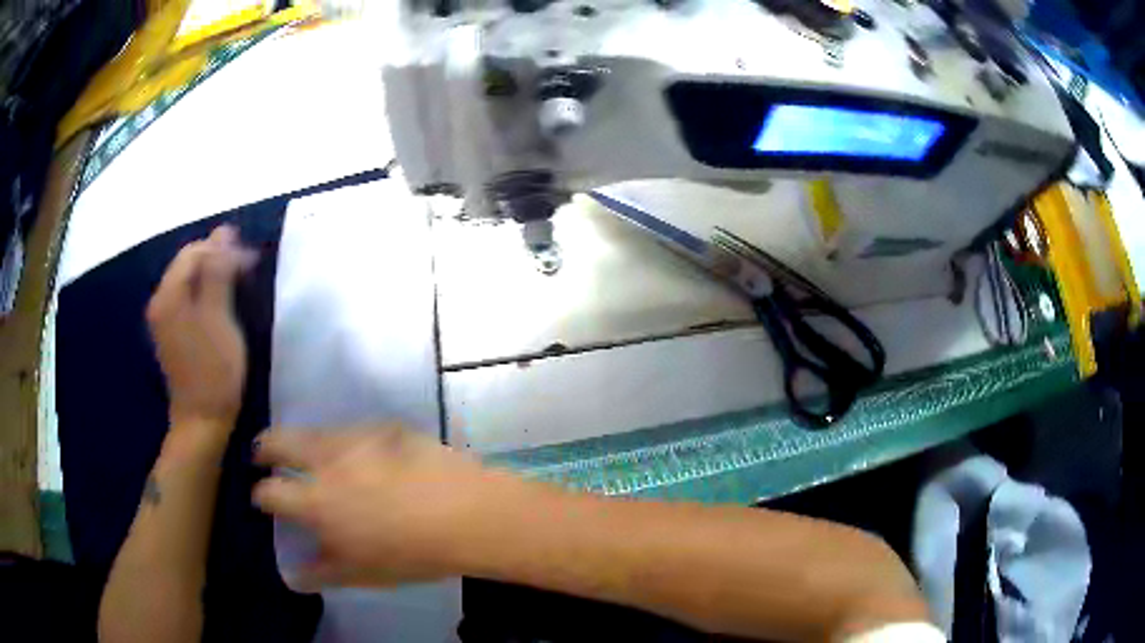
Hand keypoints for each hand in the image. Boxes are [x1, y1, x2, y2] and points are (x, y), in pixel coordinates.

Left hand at [147, 225, 256, 435]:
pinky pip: (186, 298)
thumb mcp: (220, 318)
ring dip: (212, 275)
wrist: (202, 420)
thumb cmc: (215, 371)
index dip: (222, 248)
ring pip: (188, 280)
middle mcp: (160, 301)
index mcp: (169, 295)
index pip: (194, 252)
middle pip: (188, 264)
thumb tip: (223, 232)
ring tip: (238, 280)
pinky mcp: (170, 332)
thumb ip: (219, 272)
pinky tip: (220, 301)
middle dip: (216, 259)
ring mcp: (163, 318)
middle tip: (247, 268)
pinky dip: (204, 292)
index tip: (251, 261)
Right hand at [253, 426, 513, 587]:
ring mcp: (357, 437)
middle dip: (265, 447)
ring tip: (310, 453)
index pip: (271, 491)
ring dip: (304, 441)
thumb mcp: (361, 573)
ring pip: (316, 431)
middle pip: (280, 441)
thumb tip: (291, 577)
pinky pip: (354, 430)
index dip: (261, 495)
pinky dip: (345, 440)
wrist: (468, 513)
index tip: (262, 497)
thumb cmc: (410, 553)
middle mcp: (326, 460)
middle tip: (263, 454)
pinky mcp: (386, 426)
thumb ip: (320, 573)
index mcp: (315, 500)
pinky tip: (360, 452)